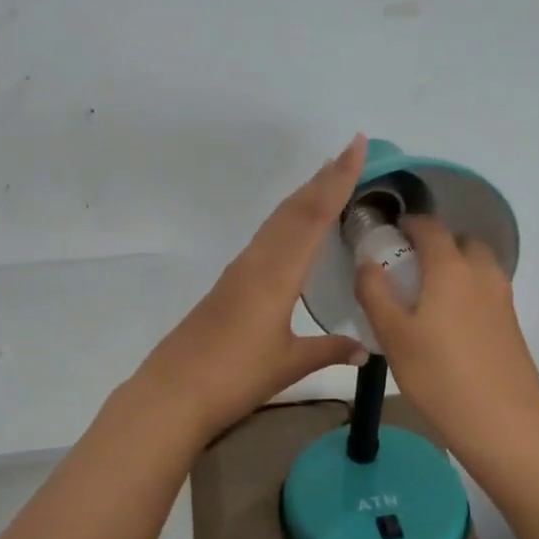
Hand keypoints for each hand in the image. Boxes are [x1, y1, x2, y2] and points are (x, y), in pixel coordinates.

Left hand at [133, 136, 369, 440]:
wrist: (174, 392)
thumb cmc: (235, 377)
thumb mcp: (289, 364)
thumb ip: (329, 351)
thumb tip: (365, 349)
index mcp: (277, 274)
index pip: (313, 216)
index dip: (337, 179)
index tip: (356, 146)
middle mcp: (257, 262)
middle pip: (293, 210)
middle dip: (323, 179)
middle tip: (349, 152)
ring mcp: (239, 271)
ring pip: (276, 221)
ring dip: (303, 196)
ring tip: (325, 179)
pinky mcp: (228, 284)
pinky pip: (265, 238)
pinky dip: (287, 220)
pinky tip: (292, 230)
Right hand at [354, 217, 538, 457]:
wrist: (503, 421)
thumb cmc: (439, 375)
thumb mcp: (393, 335)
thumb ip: (376, 292)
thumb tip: (367, 262)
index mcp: (451, 268)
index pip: (431, 228)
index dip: (410, 224)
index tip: (392, 233)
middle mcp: (482, 274)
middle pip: (463, 242)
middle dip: (438, 244)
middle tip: (411, 268)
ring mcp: (503, 299)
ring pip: (479, 267)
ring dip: (456, 268)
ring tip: (428, 298)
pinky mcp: (512, 324)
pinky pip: (487, 292)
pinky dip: (469, 292)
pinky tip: (450, 326)